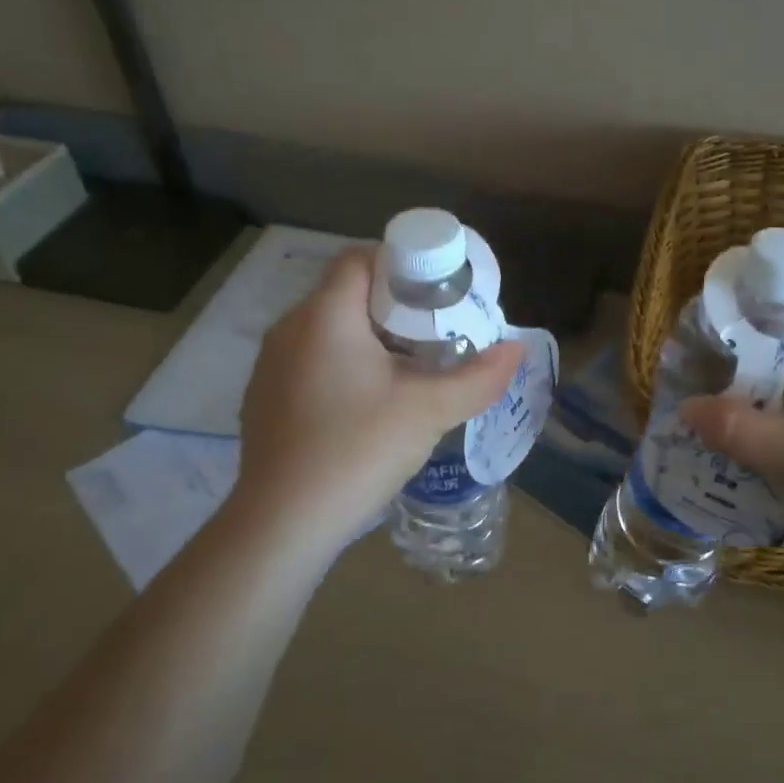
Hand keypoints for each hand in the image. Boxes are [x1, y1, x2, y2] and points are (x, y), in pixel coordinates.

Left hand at [231, 248, 521, 554]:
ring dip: (371, 336)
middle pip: (347, 293)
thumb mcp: (428, 411)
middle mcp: (290, 328)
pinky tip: (370, 402)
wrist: (282, 525)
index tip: (440, 289)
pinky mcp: (266, 398)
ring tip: (412, 365)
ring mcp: (272, 365)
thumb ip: (478, 378)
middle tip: (438, 329)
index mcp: (325, 316)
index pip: (361, 258)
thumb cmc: (356, 450)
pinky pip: (312, 360)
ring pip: (329, 329)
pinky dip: (345, 364)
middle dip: (396, 304)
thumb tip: (517, 350)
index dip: (403, 263)